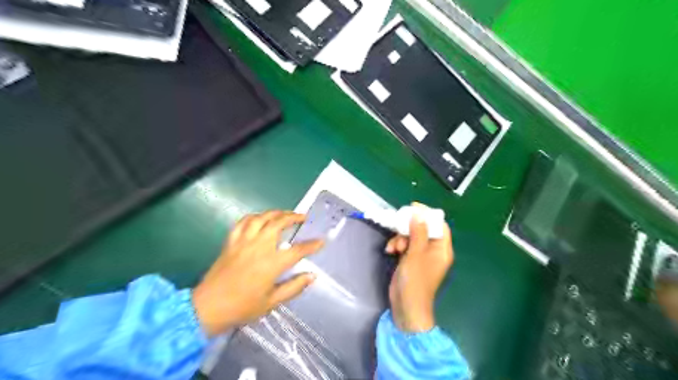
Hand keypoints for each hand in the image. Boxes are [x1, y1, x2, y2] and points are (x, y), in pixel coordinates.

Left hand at [190, 212, 322, 336]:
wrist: (207, 308)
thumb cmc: (242, 307)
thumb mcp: (272, 302)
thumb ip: (294, 287)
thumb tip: (312, 276)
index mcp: (271, 263)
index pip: (297, 250)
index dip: (312, 245)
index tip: (321, 241)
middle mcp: (259, 247)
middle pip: (278, 223)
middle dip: (293, 217)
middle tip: (302, 217)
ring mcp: (243, 242)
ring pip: (261, 218)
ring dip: (275, 213)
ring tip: (284, 214)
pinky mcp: (231, 242)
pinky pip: (243, 222)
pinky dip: (254, 217)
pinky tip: (259, 218)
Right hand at [384, 204, 451, 330]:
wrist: (406, 307)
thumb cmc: (415, 281)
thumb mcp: (416, 254)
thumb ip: (418, 233)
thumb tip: (419, 214)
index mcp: (441, 249)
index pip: (439, 225)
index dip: (428, 215)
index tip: (413, 208)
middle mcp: (433, 251)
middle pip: (423, 229)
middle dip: (409, 228)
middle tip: (398, 227)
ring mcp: (421, 256)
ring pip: (411, 236)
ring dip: (400, 238)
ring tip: (394, 247)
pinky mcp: (409, 260)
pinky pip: (404, 245)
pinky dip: (396, 245)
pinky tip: (389, 251)